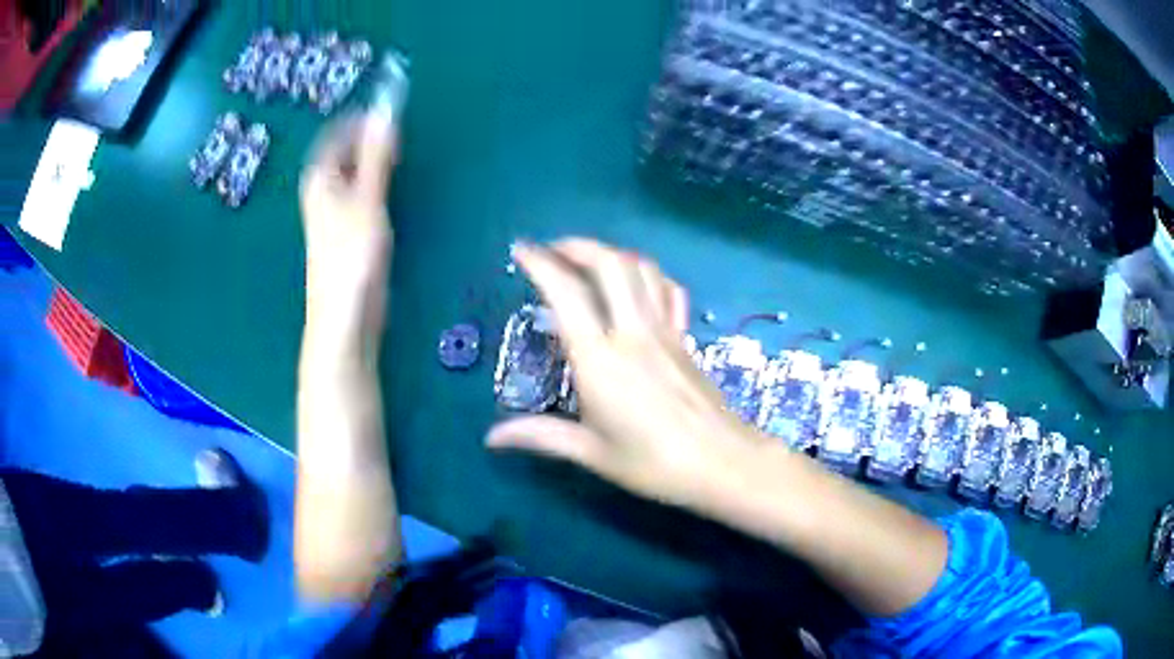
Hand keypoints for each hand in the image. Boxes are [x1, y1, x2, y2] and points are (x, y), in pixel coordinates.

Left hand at [300, 112, 398, 323]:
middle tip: (404, 133)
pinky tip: (397, 187)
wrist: (346, 316)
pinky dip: (380, 183)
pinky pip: (364, 193)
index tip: (392, 112)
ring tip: (404, 155)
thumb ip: (377, 154)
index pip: (338, 133)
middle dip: (372, 138)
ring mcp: (336, 211)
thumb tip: (385, 108)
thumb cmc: (352, 255)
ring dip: (378, 160)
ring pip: (356, 173)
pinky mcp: (350, 230)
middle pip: (346, 151)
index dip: (362, 119)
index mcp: (320, 178)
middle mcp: (324, 190)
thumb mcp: (367, 198)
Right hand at [486, 238, 762, 507]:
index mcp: (600, 359)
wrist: (723, 462)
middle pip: (608, 264)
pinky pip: (668, 291)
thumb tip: (492, 438)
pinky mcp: (684, 338)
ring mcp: (664, 331)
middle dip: (577, 246)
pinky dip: (648, 276)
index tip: (520, 250)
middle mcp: (631, 332)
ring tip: (588, 260)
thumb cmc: (654, 463)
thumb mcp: (592, 452)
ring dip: (611, 254)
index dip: (540, 263)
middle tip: (552, 250)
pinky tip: (636, 283)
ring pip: (641, 269)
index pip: (566, 293)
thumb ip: (541, 436)